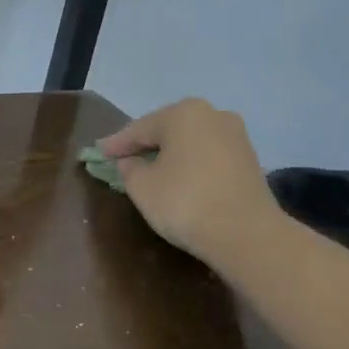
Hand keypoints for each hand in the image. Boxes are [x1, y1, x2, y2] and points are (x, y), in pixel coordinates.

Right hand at [98, 98, 285, 265]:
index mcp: (183, 113)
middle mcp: (213, 114)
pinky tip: (179, 178)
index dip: (116, 144)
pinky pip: (208, 156)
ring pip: (190, 142)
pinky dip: (191, 164)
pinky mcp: (250, 159)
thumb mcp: (141, 186)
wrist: (248, 235)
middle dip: (145, 145)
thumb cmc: (185, 202)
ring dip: (170, 154)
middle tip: (122, 158)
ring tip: (150, 169)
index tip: (98, 153)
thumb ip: (128, 168)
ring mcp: (236, 136)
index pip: (139, 129)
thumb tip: (131, 161)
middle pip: (167, 130)